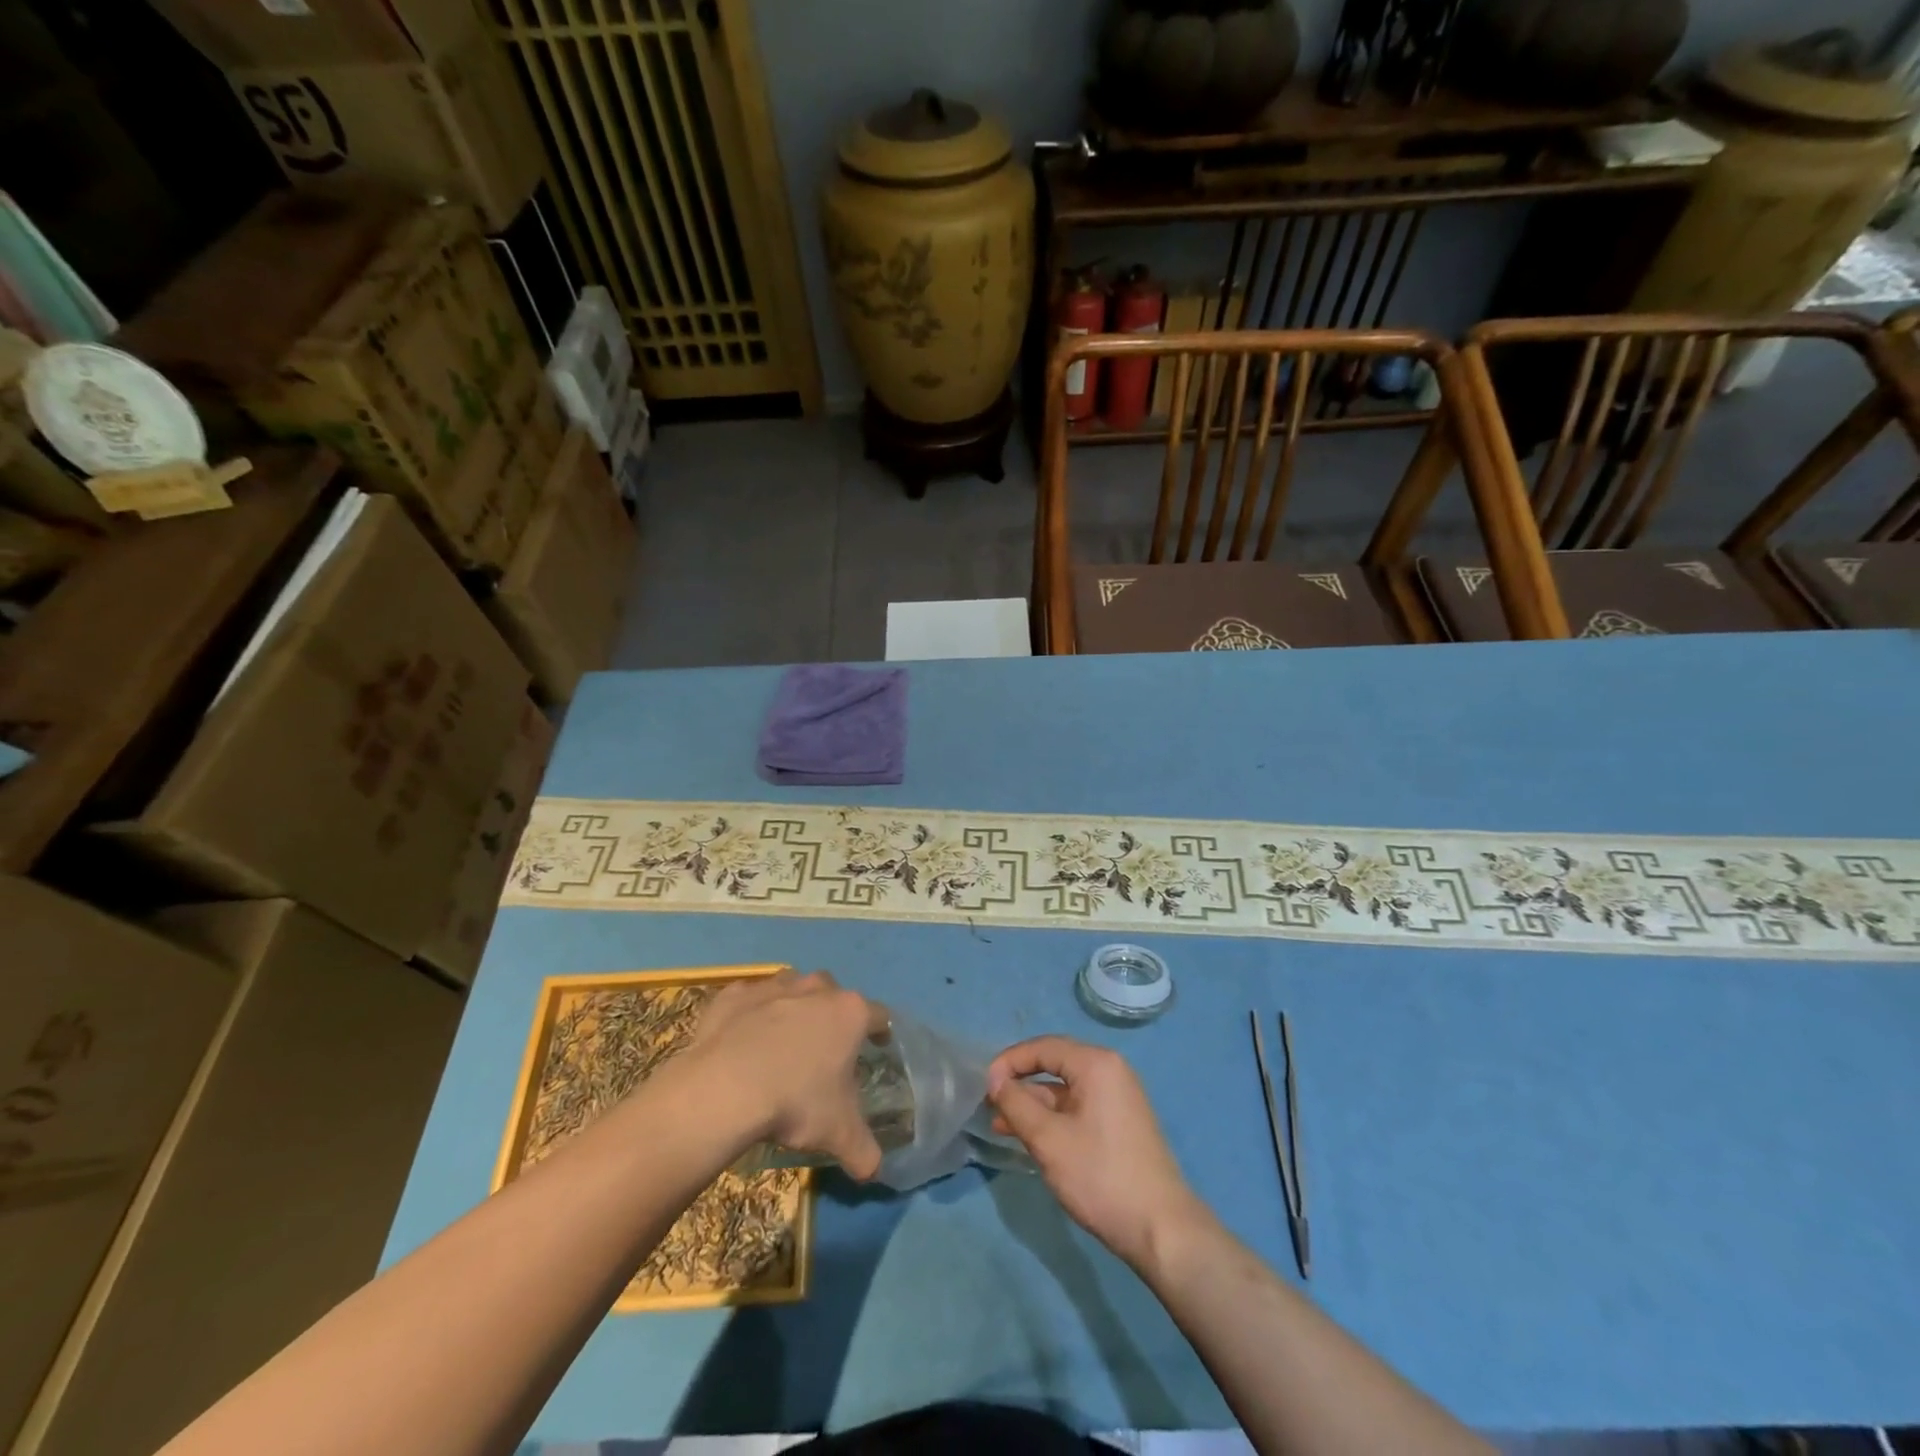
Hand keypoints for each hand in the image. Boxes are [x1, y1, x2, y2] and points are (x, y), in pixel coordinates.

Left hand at [684, 970, 889, 1179]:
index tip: (877, 1047)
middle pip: (834, 994)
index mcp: (849, 1013)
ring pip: (793, 987)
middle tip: (825, 1048)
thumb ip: (864, 1151)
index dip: (880, 1032)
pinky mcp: (735, 994)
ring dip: (794, 1006)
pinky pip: (750, 998)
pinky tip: (743, 1038)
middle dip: (833, 1014)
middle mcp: (816, 988)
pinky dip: (751, 1013)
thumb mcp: (838, 1134)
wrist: (724, 1088)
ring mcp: (773, 986)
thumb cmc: (794, 1102)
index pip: (879, 1015)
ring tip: (784, 1040)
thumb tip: (875, 1171)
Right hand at [987, 1036, 1209, 1269]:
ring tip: (1000, 1126)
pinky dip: (1053, 1118)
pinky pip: (1078, 1108)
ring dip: (1033, 1105)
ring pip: (1065, 1090)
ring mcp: (1118, 1098)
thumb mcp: (1048, 1139)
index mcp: (1096, 1064)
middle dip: (1019, 1084)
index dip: (1009, 1062)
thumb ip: (1016, 1104)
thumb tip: (994, 1079)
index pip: (1043, 1047)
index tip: (983, 1086)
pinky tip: (1030, 1138)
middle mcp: (1110, 1071)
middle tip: (989, 1105)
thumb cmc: (1100, 1176)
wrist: (1161, 1229)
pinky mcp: (1120, 1123)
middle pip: (1054, 1065)